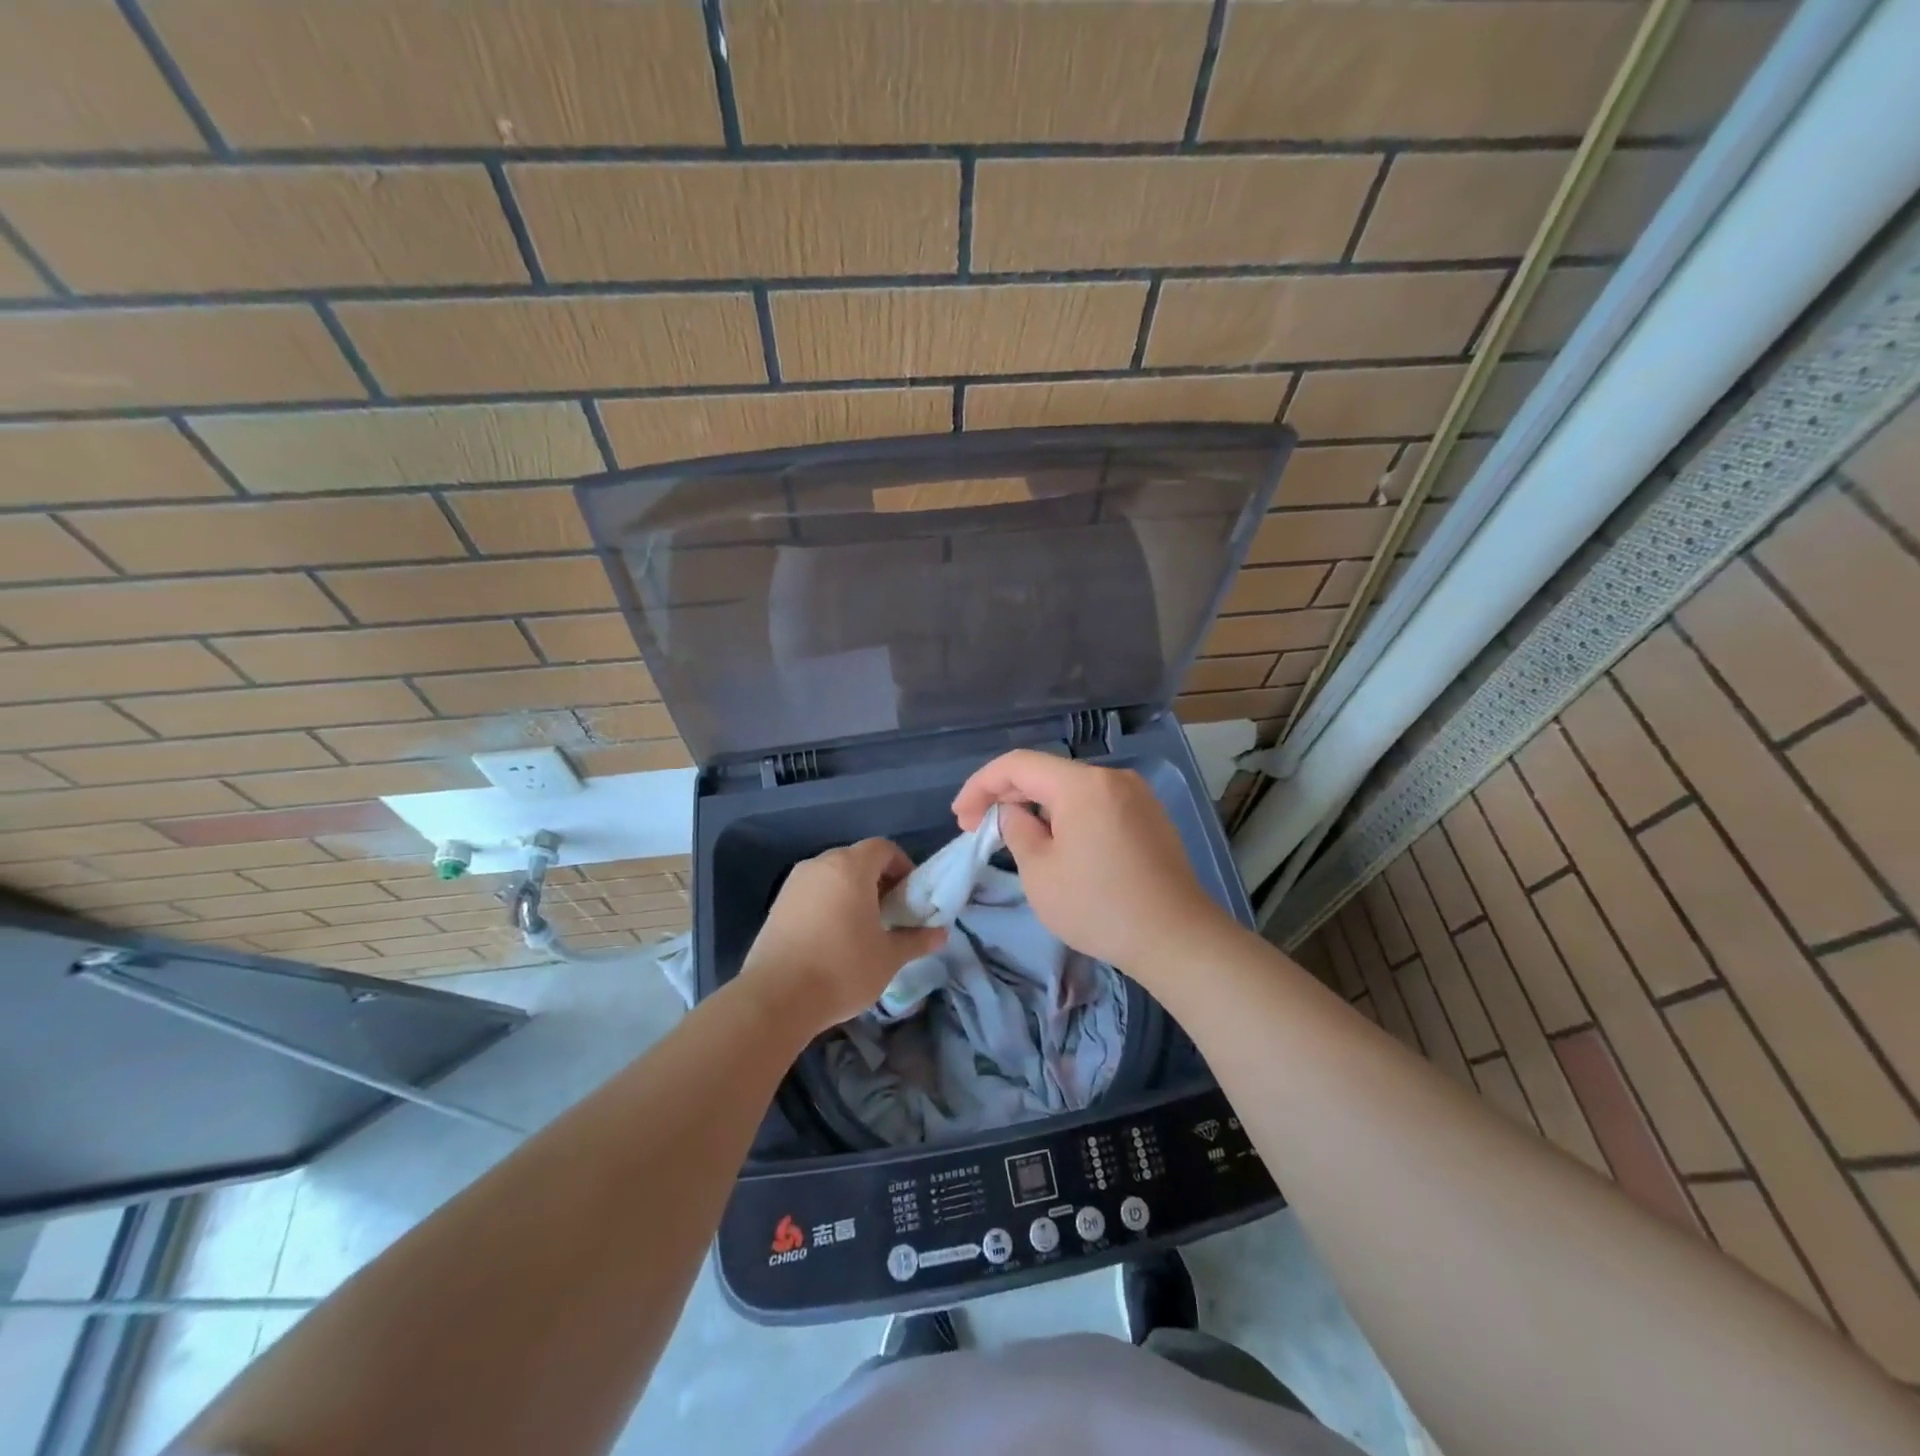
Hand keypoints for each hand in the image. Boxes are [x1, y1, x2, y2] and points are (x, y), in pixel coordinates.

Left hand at [740, 838, 947, 1037]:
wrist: (776, 998)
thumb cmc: (842, 969)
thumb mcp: (888, 958)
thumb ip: (916, 940)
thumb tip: (941, 934)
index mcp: (850, 867)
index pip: (883, 848)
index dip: (902, 866)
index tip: (909, 896)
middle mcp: (820, 865)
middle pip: (856, 859)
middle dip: (877, 880)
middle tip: (890, 913)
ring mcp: (794, 884)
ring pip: (832, 876)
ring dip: (851, 892)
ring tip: (861, 927)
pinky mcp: (776, 905)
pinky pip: (811, 892)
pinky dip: (827, 903)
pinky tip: (831, 938)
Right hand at [952, 750, 1233, 975]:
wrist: (1177, 938)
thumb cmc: (1099, 906)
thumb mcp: (1040, 872)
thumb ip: (1017, 830)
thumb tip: (1014, 813)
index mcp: (1083, 784)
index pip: (1018, 765)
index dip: (981, 785)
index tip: (959, 816)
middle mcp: (1112, 778)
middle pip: (1046, 773)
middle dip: (1007, 796)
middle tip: (977, 827)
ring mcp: (1136, 796)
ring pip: (1072, 790)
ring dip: (1036, 807)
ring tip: (1013, 836)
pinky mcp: (1149, 818)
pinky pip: (1096, 805)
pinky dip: (1067, 816)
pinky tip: (1055, 843)